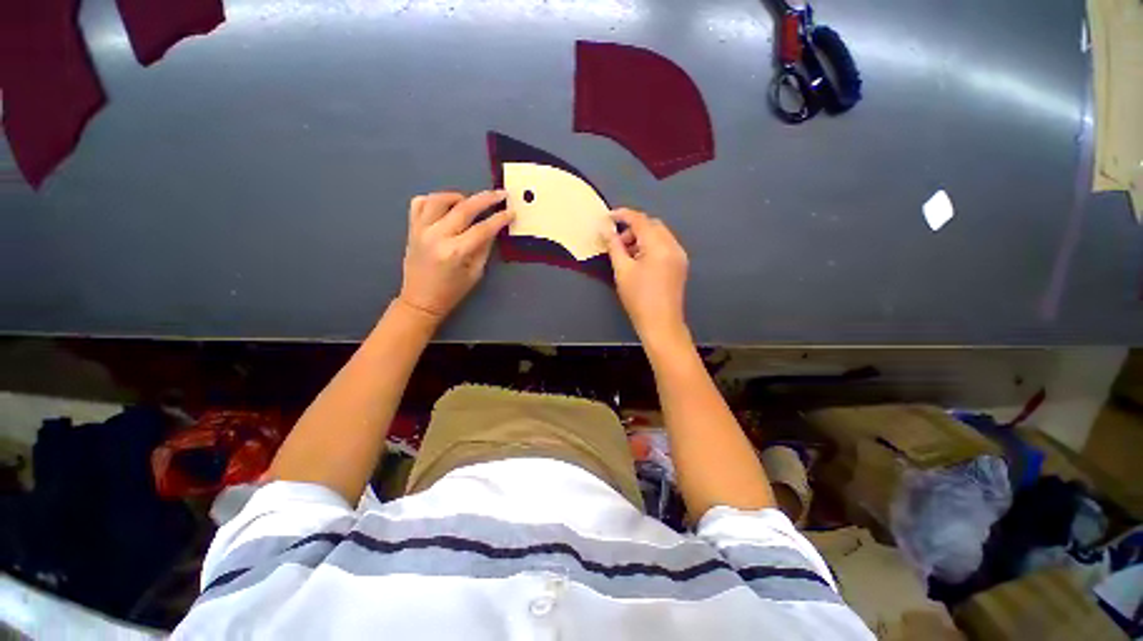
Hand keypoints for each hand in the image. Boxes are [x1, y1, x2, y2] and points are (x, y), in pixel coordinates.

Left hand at [398, 191, 513, 320]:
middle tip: (500, 194)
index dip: (500, 219)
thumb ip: (484, 248)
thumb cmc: (452, 291)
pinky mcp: (412, 228)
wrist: (420, 300)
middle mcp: (437, 236)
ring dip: (459, 196)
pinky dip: (434, 200)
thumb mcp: (475, 273)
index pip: (483, 228)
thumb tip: (493, 228)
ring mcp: (421, 230)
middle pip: (464, 208)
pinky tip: (446, 206)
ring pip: (439, 199)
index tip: (511, 212)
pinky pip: (419, 203)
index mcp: (455, 251)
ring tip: (470, 202)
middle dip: (486, 199)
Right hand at [603, 208, 689, 343]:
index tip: (607, 218)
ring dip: (641, 238)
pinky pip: (664, 246)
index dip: (622, 215)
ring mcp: (679, 255)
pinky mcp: (680, 265)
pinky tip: (639, 261)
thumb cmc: (638, 298)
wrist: (661, 324)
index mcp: (659, 245)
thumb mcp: (622, 270)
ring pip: (659, 235)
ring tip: (626, 255)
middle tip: (617, 243)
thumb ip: (614, 245)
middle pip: (651, 225)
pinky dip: (650, 246)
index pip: (640, 220)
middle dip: (632, 228)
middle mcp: (673, 246)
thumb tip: (605, 228)